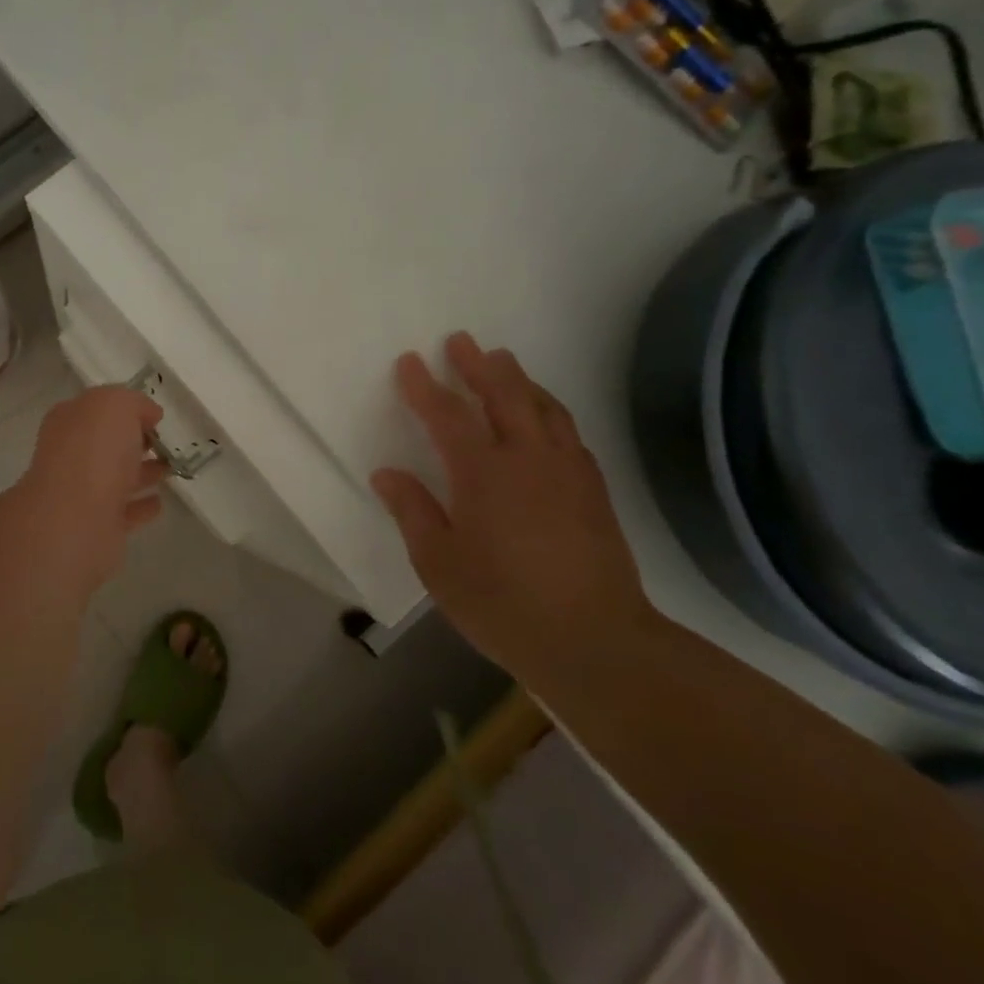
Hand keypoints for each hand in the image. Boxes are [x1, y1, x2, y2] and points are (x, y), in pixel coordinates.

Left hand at [10, 386, 169, 591]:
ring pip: (116, 477)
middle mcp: (70, 455)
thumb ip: (133, 403)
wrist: (76, 519)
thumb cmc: (94, 451)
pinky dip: (141, 506)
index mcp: (69, 422)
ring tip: (170, 470)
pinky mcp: (97, 526)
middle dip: (133, 442)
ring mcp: (82, 493)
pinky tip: (159, 503)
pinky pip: (124, 511)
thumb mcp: (116, 405)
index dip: (124, 409)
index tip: (155, 418)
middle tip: (164, 443)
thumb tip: (148, 415)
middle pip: (106, 444)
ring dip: (142, 473)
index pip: (96, 409)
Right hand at [370, 333, 656, 686]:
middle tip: (462, 341)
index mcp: (483, 474)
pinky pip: (569, 432)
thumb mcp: (439, 564)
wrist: (596, 642)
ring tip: (503, 363)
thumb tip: (388, 473)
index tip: (410, 361)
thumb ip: (413, 512)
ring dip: (519, 380)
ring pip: (543, 407)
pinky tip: (545, 416)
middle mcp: (528, 459)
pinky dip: (550, 410)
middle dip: (478, 366)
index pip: (447, 415)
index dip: (425, 386)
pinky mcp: (594, 490)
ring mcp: (567, 471)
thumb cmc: (503, 604)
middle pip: (503, 395)